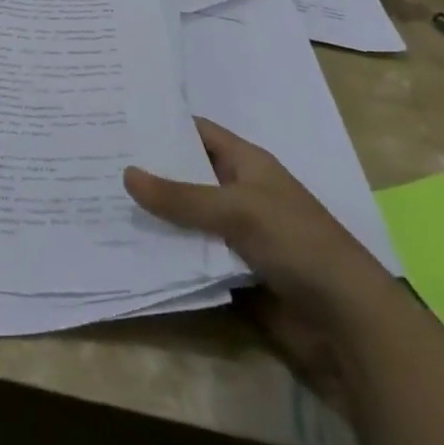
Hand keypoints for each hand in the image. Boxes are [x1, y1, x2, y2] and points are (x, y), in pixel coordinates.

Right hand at [124, 118, 404, 414]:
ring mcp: (235, 233)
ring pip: (184, 216)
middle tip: (95, 159)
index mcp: (247, 164)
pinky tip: (127, 244)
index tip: (116, 119)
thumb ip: (181, 196)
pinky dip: (166, 250)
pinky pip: (191, 253)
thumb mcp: (237, 210)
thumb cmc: (298, 245)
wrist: (348, 325)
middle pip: (186, 174)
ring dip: (153, 213)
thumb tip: (126, 174)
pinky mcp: (232, 271)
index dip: (161, 124)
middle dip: (148, 170)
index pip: (197, 132)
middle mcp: (238, 192)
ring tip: (99, 198)